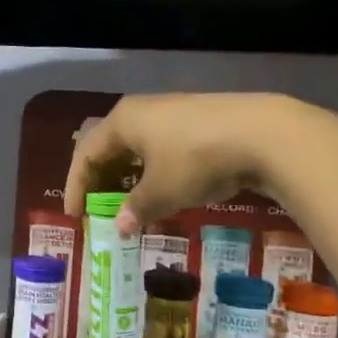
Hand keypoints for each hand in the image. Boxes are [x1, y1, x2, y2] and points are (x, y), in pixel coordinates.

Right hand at [65, 92, 302, 235]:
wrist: (262, 134)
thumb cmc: (196, 161)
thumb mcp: (162, 192)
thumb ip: (136, 209)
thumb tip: (119, 227)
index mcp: (122, 122)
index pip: (86, 154)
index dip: (76, 186)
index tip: (75, 216)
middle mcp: (141, 110)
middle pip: (108, 146)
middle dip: (99, 179)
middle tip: (97, 207)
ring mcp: (171, 111)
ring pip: (136, 146)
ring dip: (127, 176)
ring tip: (128, 202)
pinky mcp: (197, 119)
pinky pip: (160, 146)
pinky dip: (152, 169)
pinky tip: (163, 188)